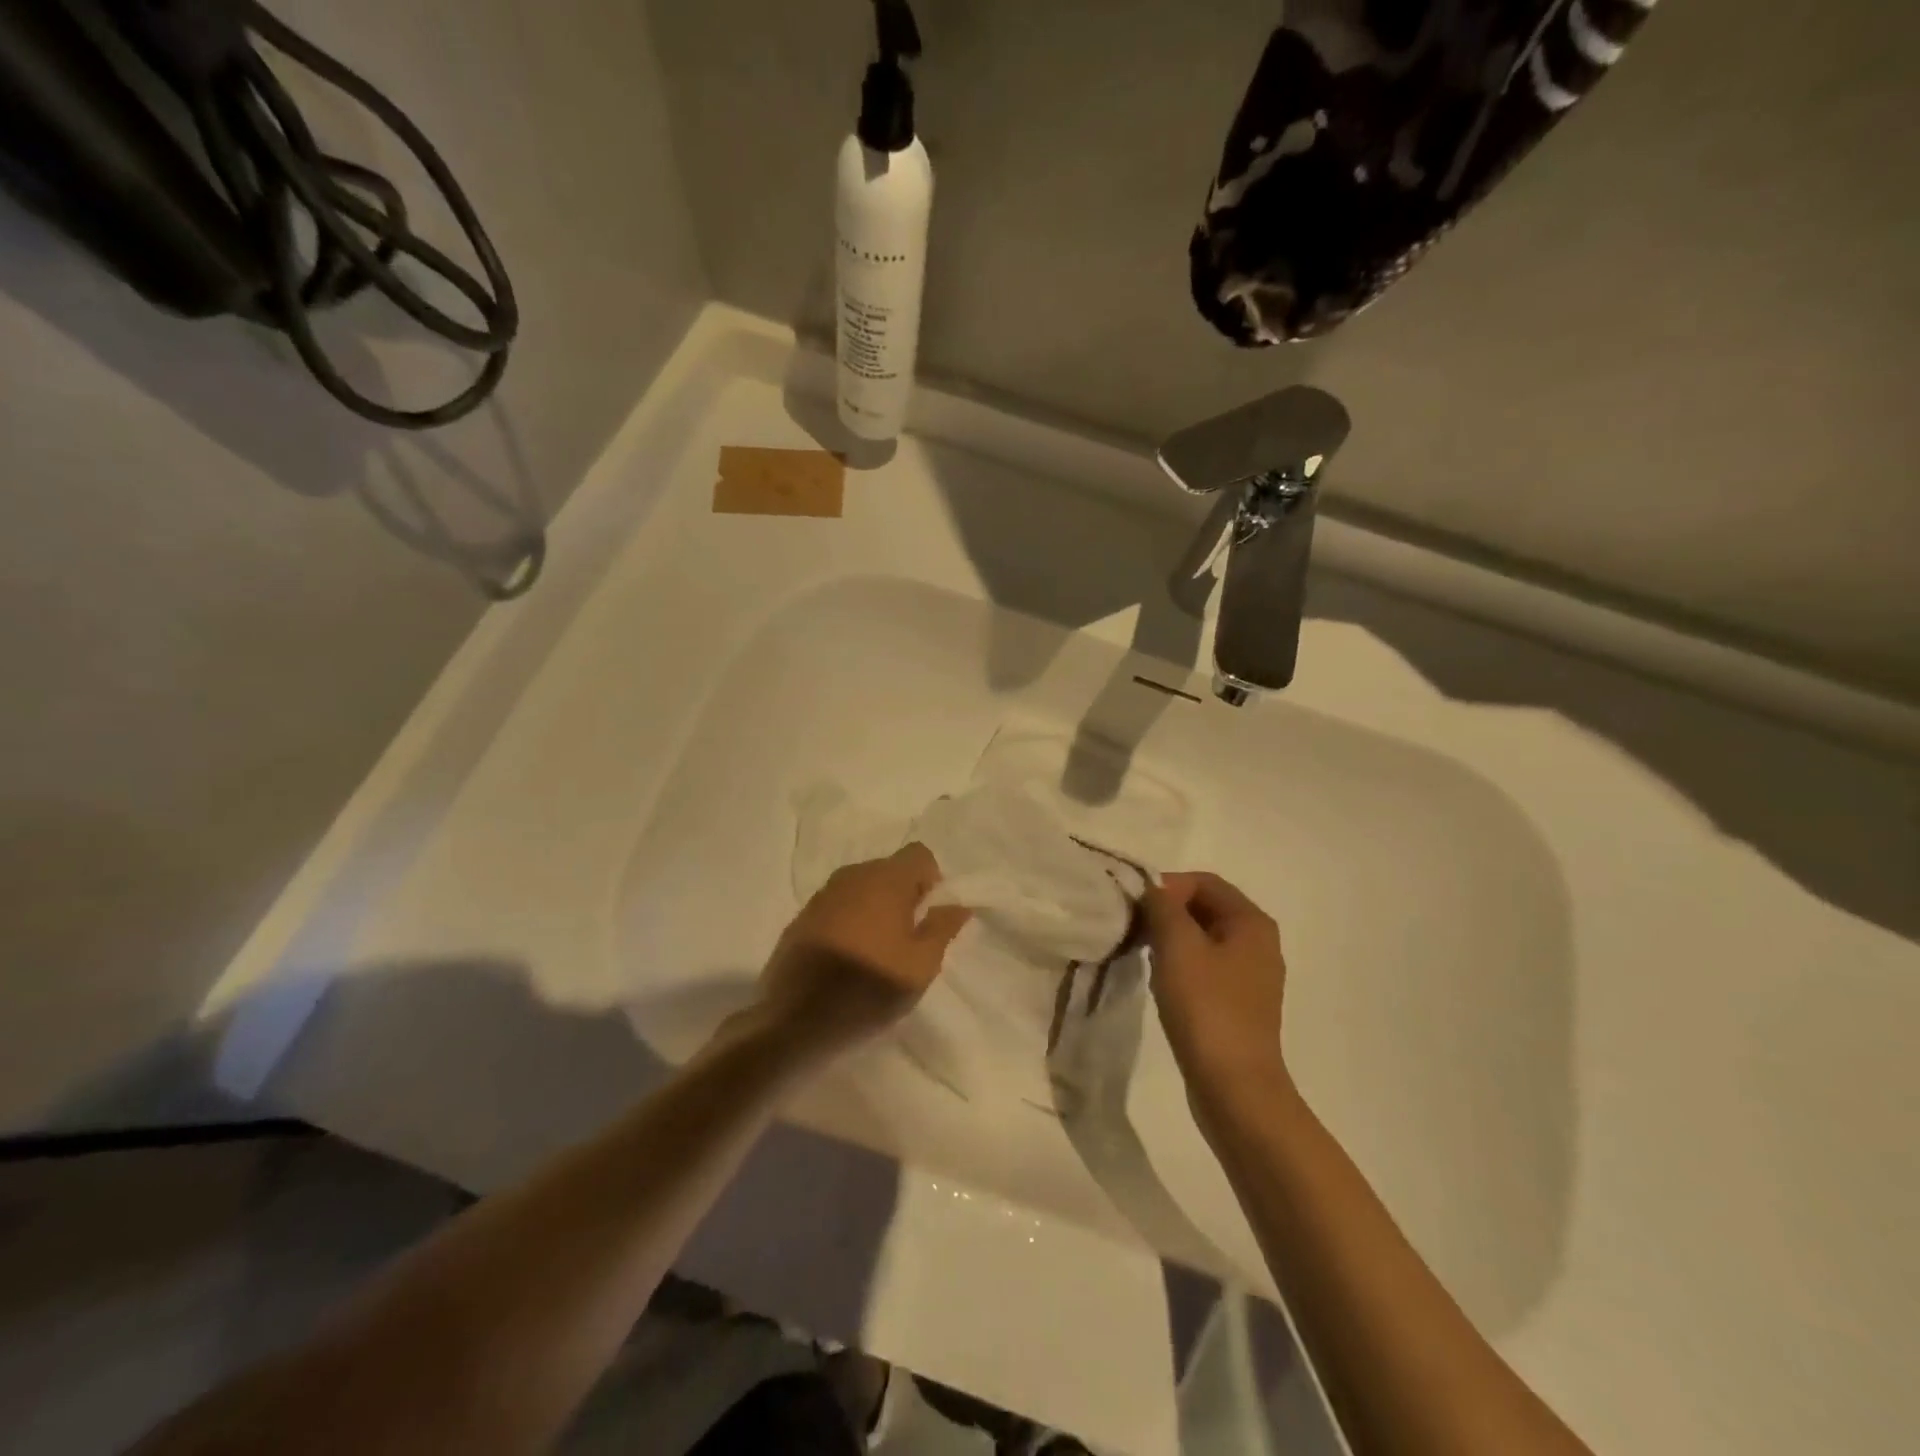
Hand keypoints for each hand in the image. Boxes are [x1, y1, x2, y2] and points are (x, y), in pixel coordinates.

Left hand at [750, 844, 969, 1061]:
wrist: (796, 1019)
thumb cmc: (870, 987)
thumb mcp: (921, 965)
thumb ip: (942, 928)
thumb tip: (958, 904)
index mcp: (886, 879)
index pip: (919, 854)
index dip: (931, 879)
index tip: (929, 913)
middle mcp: (852, 876)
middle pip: (889, 869)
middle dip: (903, 894)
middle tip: (908, 936)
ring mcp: (823, 895)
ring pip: (861, 887)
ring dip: (875, 907)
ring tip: (878, 947)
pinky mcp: (802, 917)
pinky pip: (837, 906)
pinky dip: (849, 920)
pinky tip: (849, 955)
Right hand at [1142, 871, 1291, 1105]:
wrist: (1234, 1086)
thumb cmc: (1206, 1007)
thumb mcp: (1177, 946)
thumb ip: (1162, 907)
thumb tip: (1152, 889)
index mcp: (1252, 922)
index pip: (1204, 882)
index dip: (1167, 886)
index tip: (1135, 907)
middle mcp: (1258, 943)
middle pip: (1205, 908)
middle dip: (1166, 912)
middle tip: (1133, 929)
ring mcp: (1251, 976)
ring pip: (1202, 938)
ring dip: (1170, 939)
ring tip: (1142, 955)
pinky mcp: (1239, 1003)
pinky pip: (1205, 967)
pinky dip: (1180, 965)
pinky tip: (1160, 984)